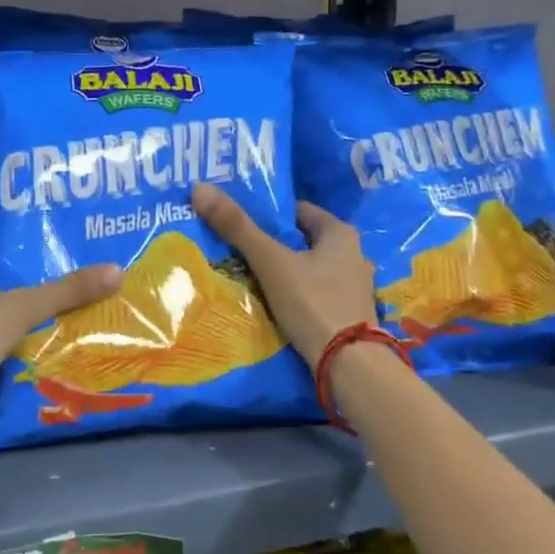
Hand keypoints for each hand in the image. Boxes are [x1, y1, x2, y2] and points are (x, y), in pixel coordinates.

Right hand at [191, 183, 376, 368]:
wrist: (349, 365)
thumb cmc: (312, 303)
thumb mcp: (271, 263)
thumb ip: (238, 228)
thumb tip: (200, 188)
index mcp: (340, 233)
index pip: (298, 212)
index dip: (269, 215)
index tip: (240, 223)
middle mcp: (354, 255)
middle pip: (303, 241)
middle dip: (274, 245)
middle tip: (238, 251)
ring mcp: (354, 287)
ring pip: (310, 269)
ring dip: (285, 273)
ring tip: (251, 280)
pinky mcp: (349, 314)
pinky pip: (316, 294)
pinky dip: (297, 296)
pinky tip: (276, 306)